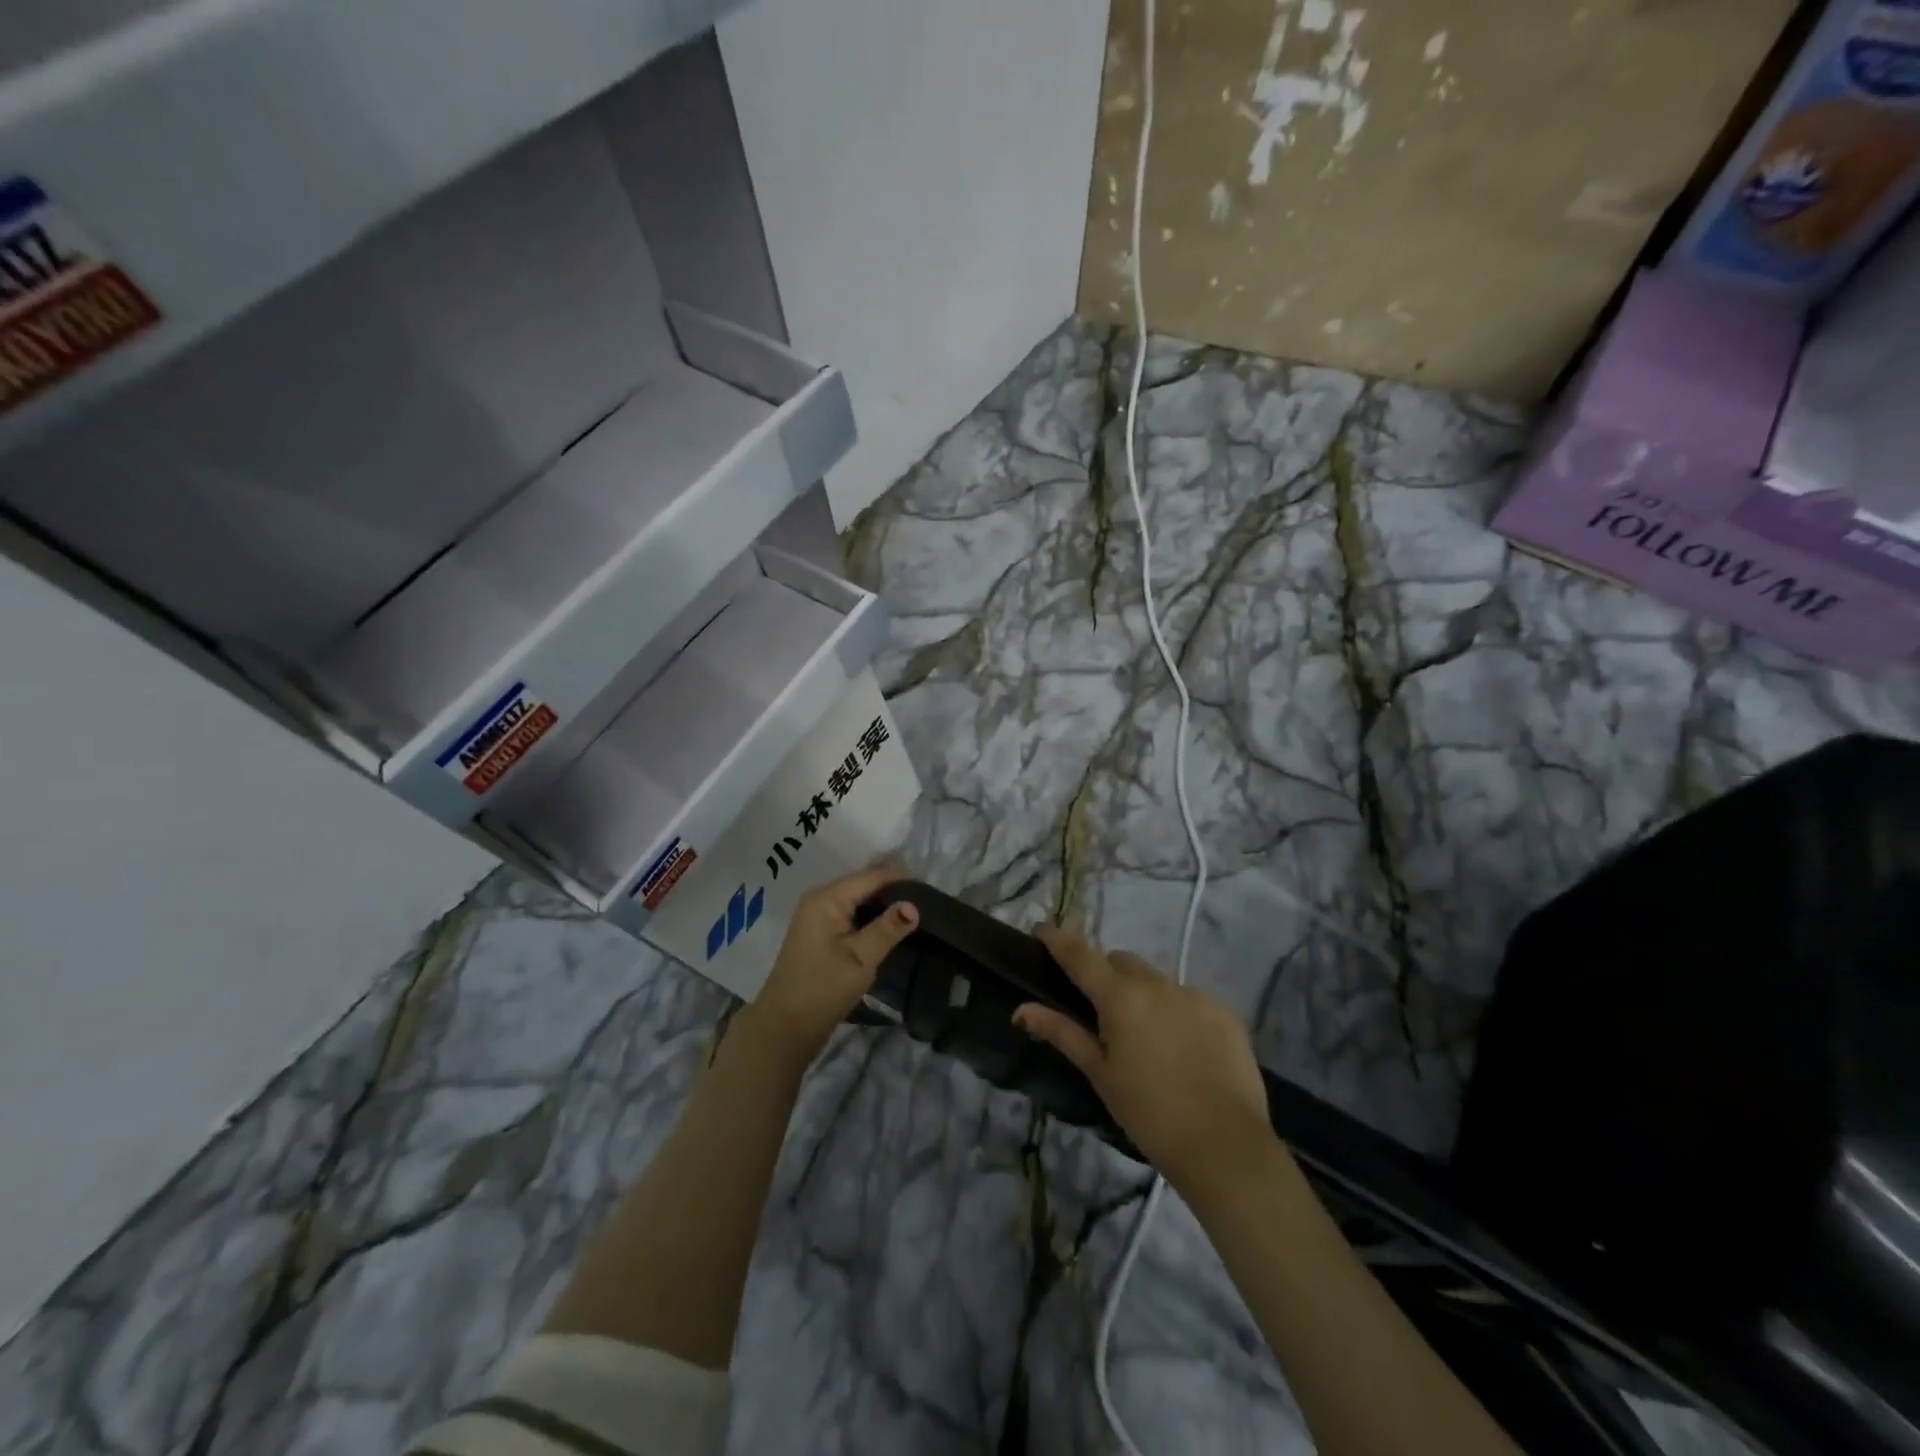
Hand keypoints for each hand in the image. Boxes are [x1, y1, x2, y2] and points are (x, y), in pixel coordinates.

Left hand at [737, 865, 919, 1070]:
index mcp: (827, 898)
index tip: (929, 883)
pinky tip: (889, 923)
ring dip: (882, 902)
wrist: (785, 1027)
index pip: (871, 876)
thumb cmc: (823, 988)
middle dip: (892, 886)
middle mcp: (820, 899)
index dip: (900, 877)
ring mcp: (817, 916)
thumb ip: (888, 928)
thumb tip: (913, 905)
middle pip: (863, 883)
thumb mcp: (861, 958)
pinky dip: (870, 914)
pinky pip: (850, 913)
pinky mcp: (819, 933)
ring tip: (914, 907)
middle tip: (926, 895)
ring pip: (857, 898)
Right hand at [1015, 926, 1273, 1193]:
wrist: (1225, 1145)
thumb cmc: (1149, 1112)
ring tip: (1147, 1037)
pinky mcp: (1225, 1013)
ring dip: (1144, 994)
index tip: (1042, 929)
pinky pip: (1190, 999)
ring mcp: (1196, 995)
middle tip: (1101, 1011)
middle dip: (1106, 975)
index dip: (1058, 939)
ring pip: (1158, 980)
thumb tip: (1021, 1009)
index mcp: (1121, 996)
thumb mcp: (1100, 1074)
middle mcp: (1158, 984)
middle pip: (1121, 962)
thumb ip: (1062, 1033)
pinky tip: (1182, 1049)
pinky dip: (1177, 1012)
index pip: (1080, 955)